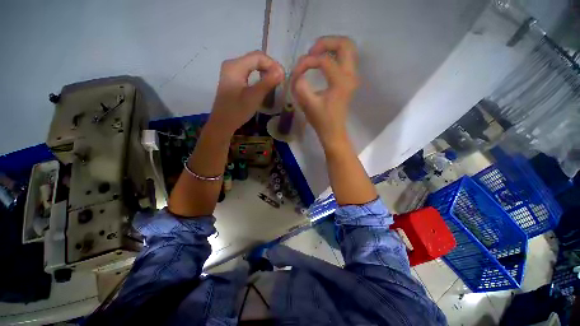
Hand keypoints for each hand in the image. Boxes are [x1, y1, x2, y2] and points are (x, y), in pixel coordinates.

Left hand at [209, 51, 283, 133]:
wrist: (223, 123)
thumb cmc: (237, 111)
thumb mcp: (254, 97)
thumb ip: (267, 82)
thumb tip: (281, 72)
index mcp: (235, 66)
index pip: (257, 56)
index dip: (272, 64)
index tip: (283, 76)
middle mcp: (232, 64)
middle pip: (254, 59)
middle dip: (269, 66)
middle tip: (280, 79)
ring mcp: (231, 71)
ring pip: (252, 65)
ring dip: (265, 71)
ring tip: (275, 81)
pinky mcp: (232, 79)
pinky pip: (248, 71)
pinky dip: (258, 75)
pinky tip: (264, 83)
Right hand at [291, 36, 358, 146]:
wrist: (333, 131)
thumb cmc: (321, 120)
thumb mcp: (308, 104)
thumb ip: (300, 86)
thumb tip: (297, 73)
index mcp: (341, 82)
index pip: (324, 60)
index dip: (307, 62)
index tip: (296, 72)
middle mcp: (350, 75)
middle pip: (345, 44)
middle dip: (325, 43)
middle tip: (311, 52)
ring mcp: (352, 76)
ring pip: (347, 49)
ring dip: (331, 47)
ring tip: (316, 55)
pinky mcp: (350, 80)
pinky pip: (346, 58)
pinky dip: (334, 54)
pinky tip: (322, 62)